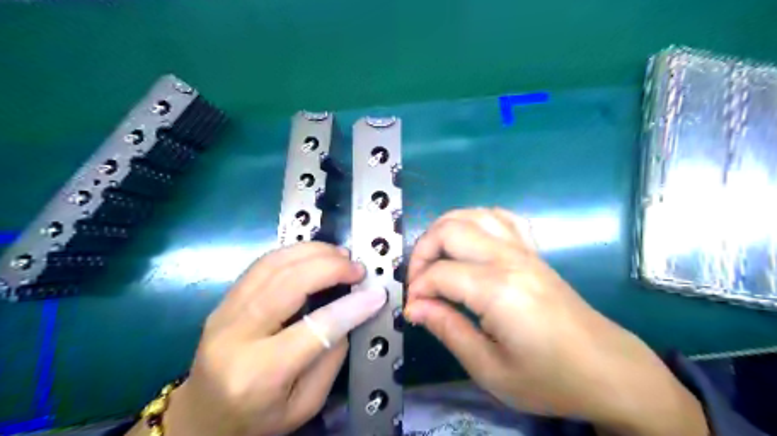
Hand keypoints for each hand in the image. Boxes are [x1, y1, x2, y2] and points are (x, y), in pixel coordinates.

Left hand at [135, 244, 387, 435]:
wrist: (200, 418)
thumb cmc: (256, 419)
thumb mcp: (304, 404)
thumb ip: (330, 358)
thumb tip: (349, 312)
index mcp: (260, 374)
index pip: (315, 329)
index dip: (351, 307)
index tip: (376, 293)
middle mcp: (236, 337)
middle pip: (288, 285)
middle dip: (330, 268)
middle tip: (356, 267)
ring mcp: (224, 313)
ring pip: (272, 265)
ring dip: (312, 252)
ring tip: (340, 255)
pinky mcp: (223, 300)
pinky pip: (261, 265)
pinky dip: (293, 252)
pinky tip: (314, 254)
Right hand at [403, 210, 707, 433]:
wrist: (608, 370)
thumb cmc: (550, 378)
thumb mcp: (491, 369)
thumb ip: (448, 330)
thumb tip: (414, 307)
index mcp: (498, 290)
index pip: (439, 274)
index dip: (417, 290)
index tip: (413, 312)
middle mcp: (509, 259)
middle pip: (449, 230)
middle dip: (422, 252)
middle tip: (418, 283)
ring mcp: (524, 250)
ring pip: (472, 215)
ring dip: (444, 230)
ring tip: (435, 259)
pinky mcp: (533, 251)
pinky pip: (501, 217)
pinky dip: (476, 221)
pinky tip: (469, 241)